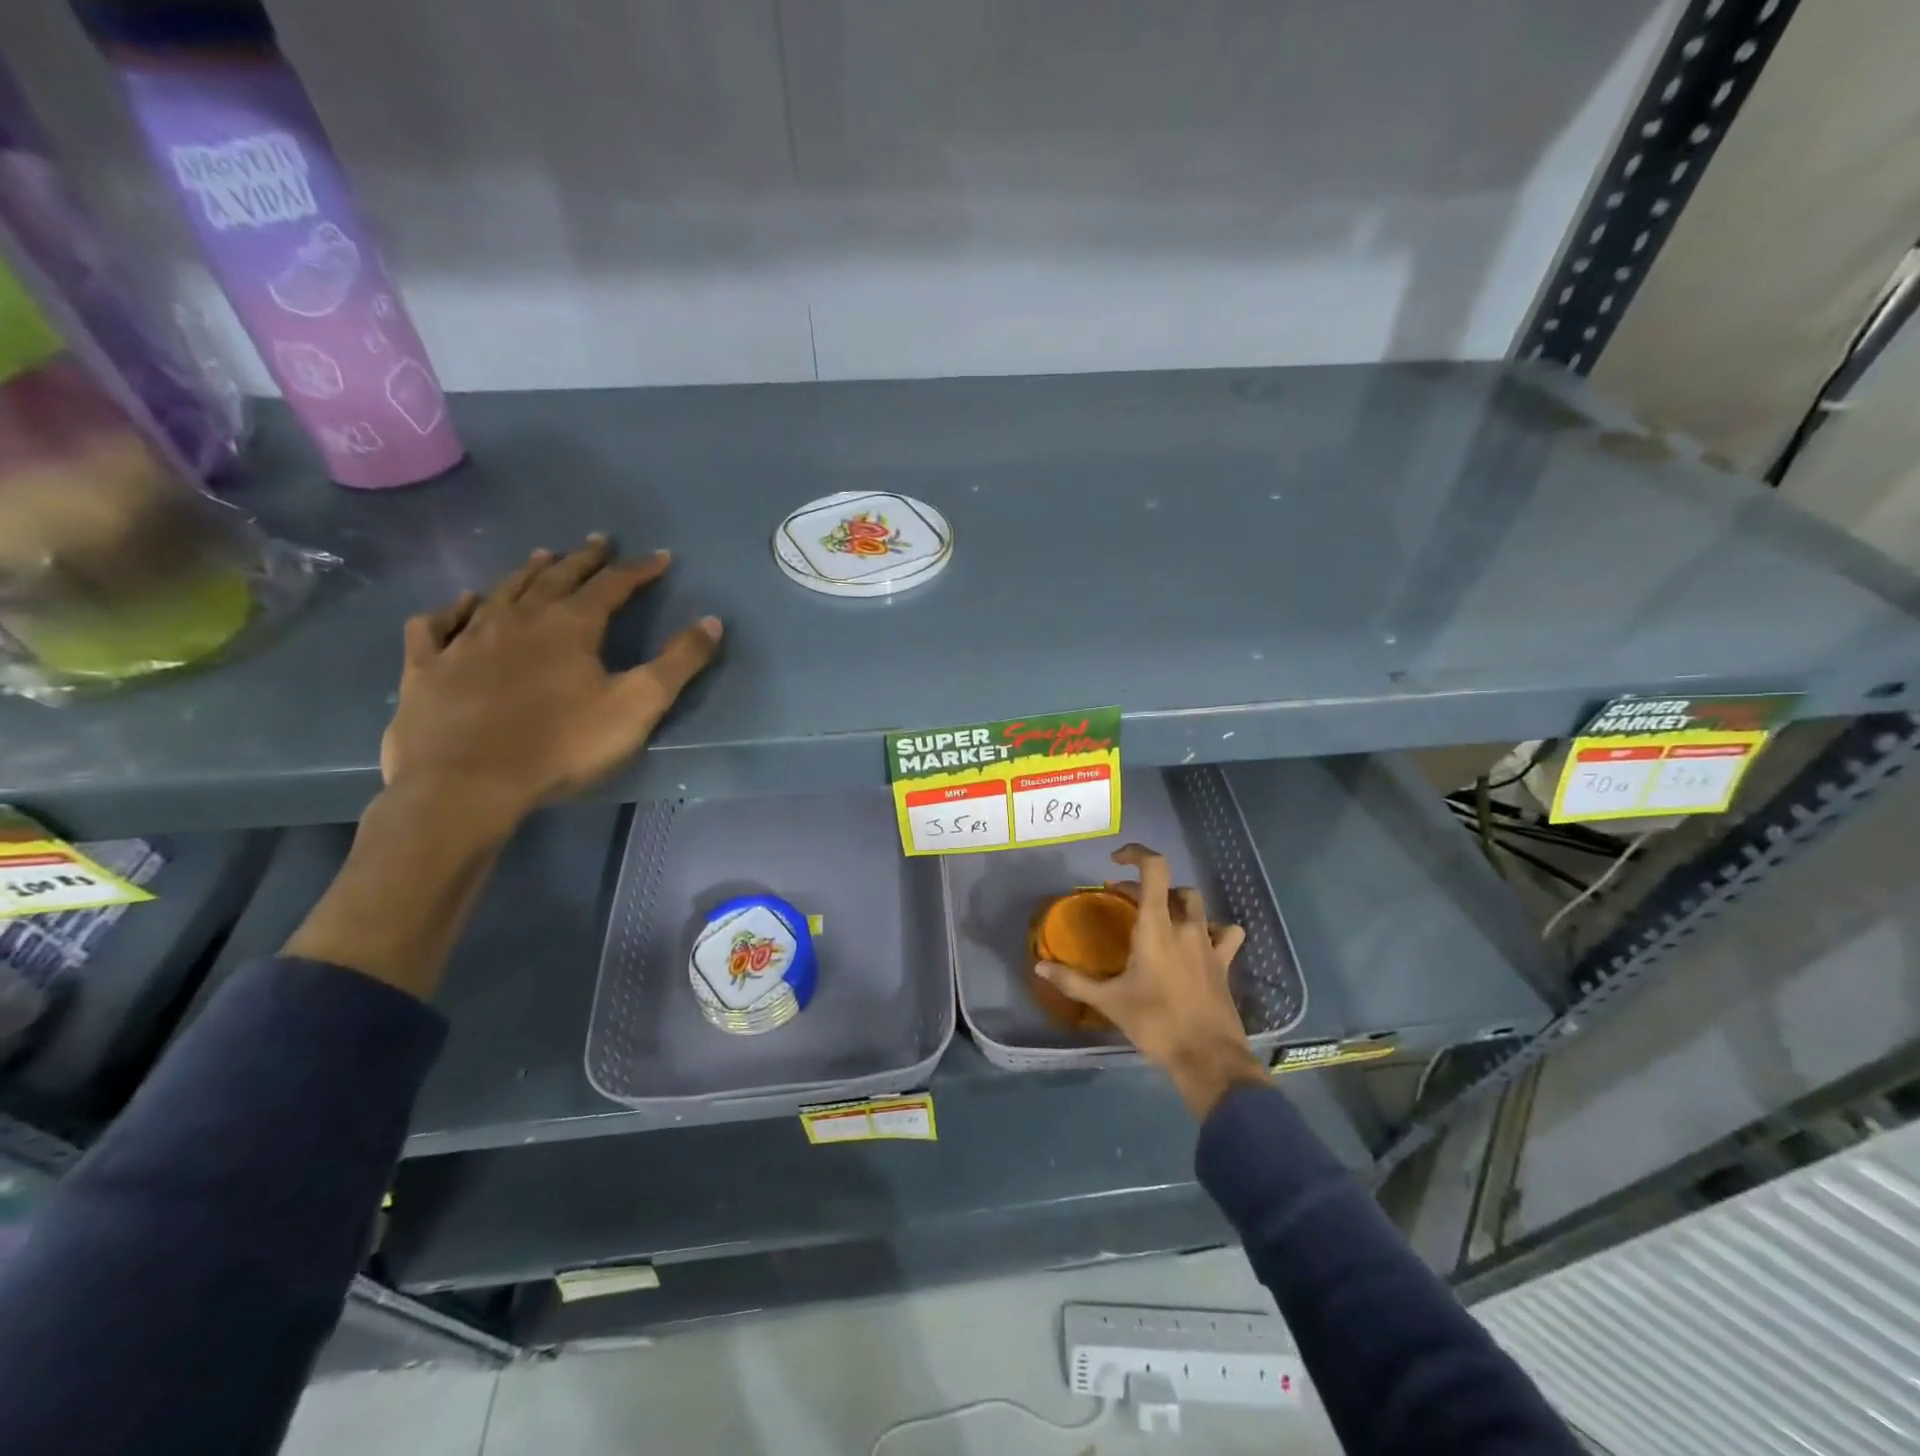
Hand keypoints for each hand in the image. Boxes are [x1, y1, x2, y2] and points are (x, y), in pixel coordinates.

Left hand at [380, 535, 722, 836]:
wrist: (466, 784)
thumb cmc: (562, 745)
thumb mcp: (637, 706)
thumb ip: (678, 663)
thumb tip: (712, 621)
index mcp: (570, 626)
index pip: (612, 585)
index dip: (640, 570)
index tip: (661, 557)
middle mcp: (517, 619)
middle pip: (556, 578)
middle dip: (583, 559)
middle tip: (599, 541)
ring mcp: (466, 640)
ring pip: (501, 592)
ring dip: (527, 572)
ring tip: (543, 556)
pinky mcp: (428, 667)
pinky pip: (438, 625)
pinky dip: (452, 609)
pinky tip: (461, 604)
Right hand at [1037, 844, 1268, 1117]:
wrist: (1208, 1057)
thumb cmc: (1155, 1023)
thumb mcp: (1109, 1002)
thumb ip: (1073, 980)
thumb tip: (1039, 966)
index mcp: (1156, 927)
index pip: (1154, 869)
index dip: (1136, 854)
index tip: (1115, 861)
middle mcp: (1185, 926)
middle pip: (1171, 886)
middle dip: (1146, 886)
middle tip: (1123, 901)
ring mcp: (1209, 943)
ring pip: (1197, 904)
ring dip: (1177, 902)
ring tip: (1159, 917)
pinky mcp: (1224, 963)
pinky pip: (1225, 933)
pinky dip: (1213, 928)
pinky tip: (1200, 940)